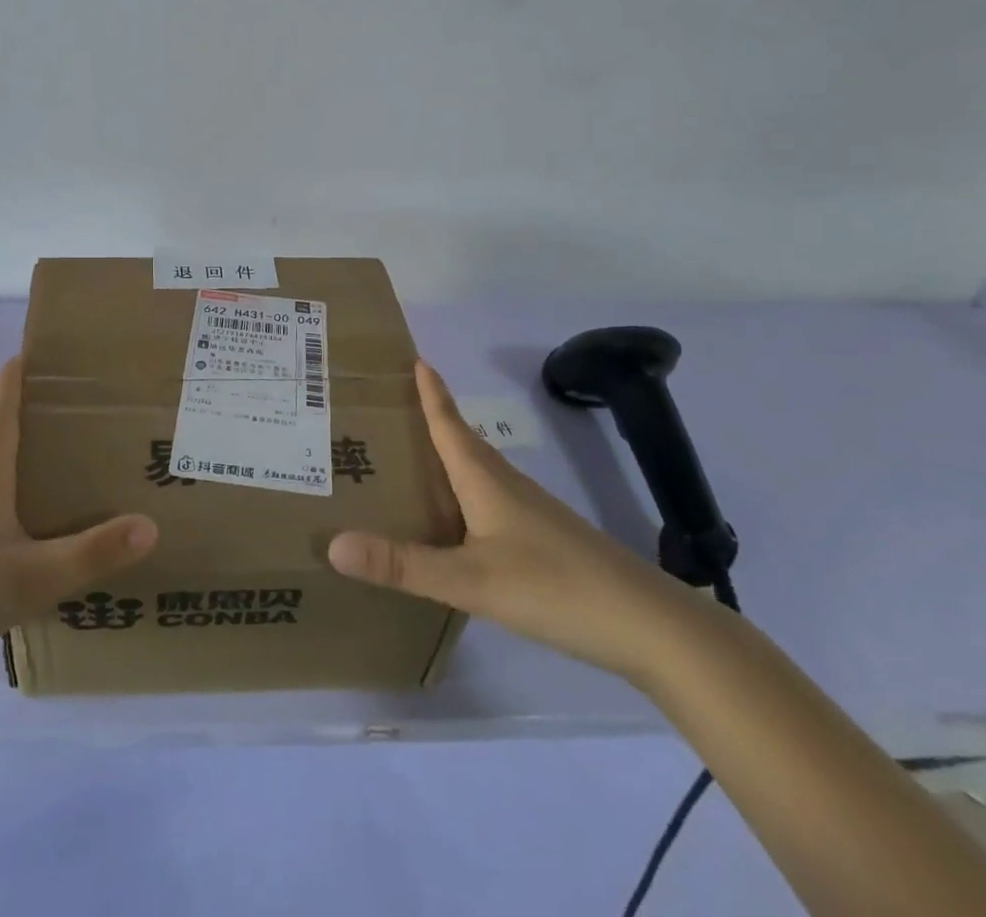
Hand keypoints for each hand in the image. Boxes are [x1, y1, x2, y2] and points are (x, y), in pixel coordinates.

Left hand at [0, 359, 157, 681]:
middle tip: (55, 408)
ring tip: (42, 461)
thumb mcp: (30, 579)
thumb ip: (91, 554)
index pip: (1, 412)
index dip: (13, 380)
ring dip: (3, 453)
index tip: (29, 350)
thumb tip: (150, 524)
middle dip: (15, 413)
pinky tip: (11, 525)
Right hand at [328, 361, 712, 683]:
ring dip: (450, 456)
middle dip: (433, 419)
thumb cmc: (555, 587)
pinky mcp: (548, 541)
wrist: (651, 626)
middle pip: (464, 442)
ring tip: (417, 457)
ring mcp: (533, 514)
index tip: (415, 358)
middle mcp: (508, 486)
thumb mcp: (470, 581)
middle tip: (397, 405)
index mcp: (486, 481)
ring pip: (481, 472)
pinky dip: (468, 493)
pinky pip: (494, 500)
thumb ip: (402, 565)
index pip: (450, 424)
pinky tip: (461, 520)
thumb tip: (333, 544)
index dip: (432, 393)